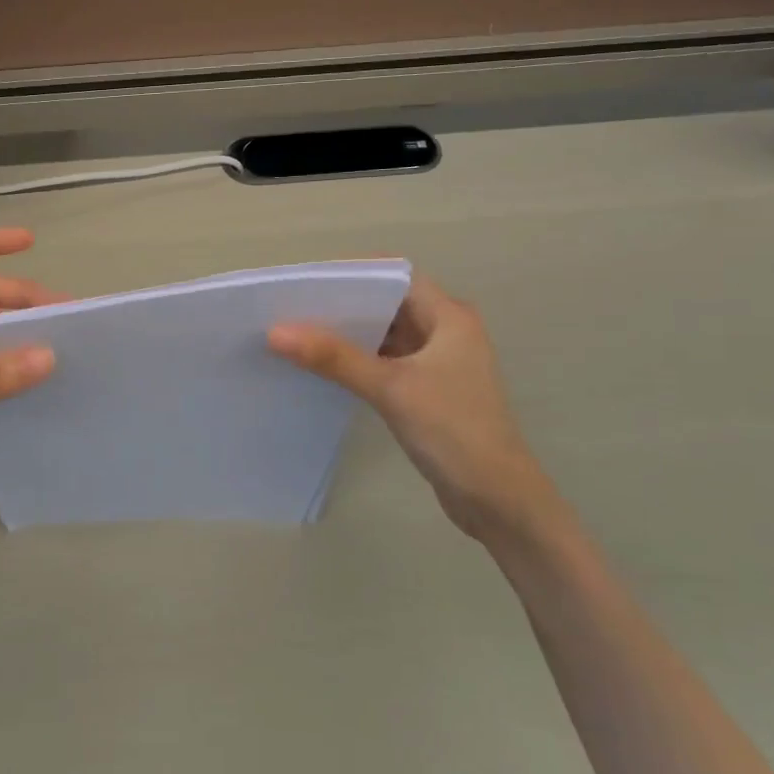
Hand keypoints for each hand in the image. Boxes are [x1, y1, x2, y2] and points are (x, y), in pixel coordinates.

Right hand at [269, 274, 563, 542]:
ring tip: (298, 334)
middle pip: (387, 304)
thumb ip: (334, 357)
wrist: (497, 499)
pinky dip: (357, 361)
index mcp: (449, 317)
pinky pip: (385, 362)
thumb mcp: (390, 388)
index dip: (353, 274)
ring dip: (348, 335)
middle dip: (343, 306)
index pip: (395, 276)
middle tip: (292, 308)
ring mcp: (437, 362)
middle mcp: (445, 331)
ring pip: (384, 335)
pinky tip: (322, 367)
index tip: (307, 282)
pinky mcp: (427, 390)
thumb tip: (276, 331)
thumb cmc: (452, 430)